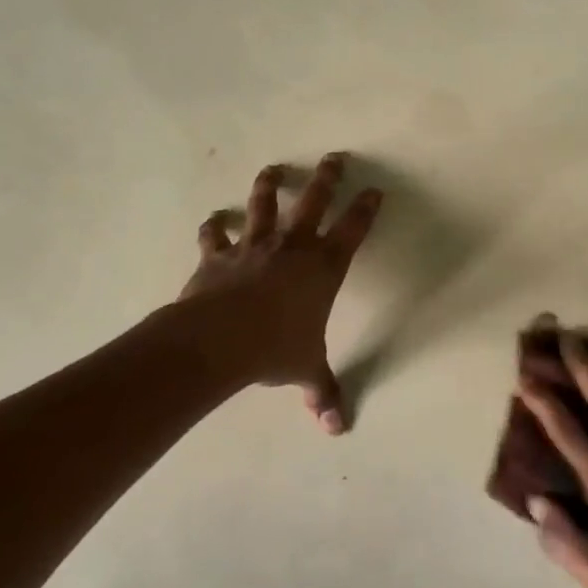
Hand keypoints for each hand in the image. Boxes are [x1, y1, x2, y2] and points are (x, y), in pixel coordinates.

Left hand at [179, 152, 381, 432]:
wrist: (218, 340)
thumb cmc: (274, 349)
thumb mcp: (306, 369)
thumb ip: (322, 392)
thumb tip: (337, 430)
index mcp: (323, 268)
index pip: (353, 230)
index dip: (366, 209)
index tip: (374, 190)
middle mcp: (292, 248)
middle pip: (314, 202)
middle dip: (327, 177)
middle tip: (335, 157)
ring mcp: (253, 247)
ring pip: (263, 206)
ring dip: (269, 185)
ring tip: (274, 169)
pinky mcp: (218, 256)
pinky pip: (215, 235)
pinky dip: (213, 226)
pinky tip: (213, 219)